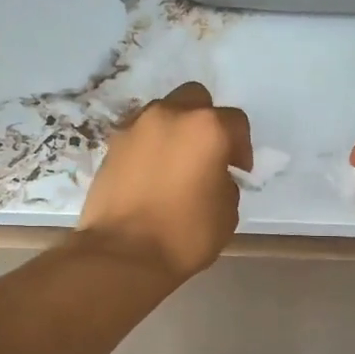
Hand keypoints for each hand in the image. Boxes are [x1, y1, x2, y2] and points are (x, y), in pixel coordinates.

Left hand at [77, 83, 251, 281]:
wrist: (123, 253)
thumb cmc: (184, 235)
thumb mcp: (227, 214)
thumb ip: (226, 184)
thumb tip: (213, 177)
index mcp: (207, 128)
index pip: (235, 122)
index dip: (242, 147)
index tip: (239, 171)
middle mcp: (170, 116)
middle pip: (196, 100)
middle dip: (206, 121)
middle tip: (208, 154)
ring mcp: (136, 127)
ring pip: (163, 113)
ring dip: (175, 130)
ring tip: (176, 163)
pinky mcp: (112, 145)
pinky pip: (139, 135)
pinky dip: (150, 146)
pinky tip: (152, 174)